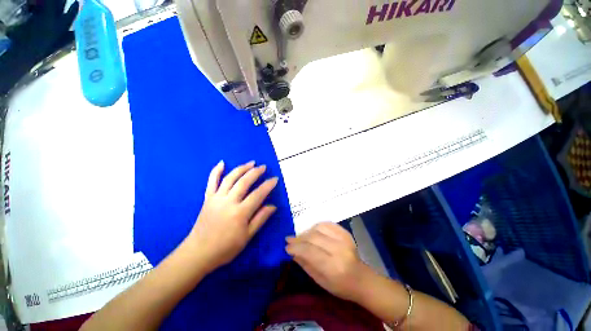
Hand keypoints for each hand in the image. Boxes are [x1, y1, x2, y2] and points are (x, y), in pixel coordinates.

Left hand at [185, 161, 278, 271]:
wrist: (199, 253)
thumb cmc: (226, 247)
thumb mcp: (247, 236)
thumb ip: (260, 219)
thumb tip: (273, 206)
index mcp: (240, 213)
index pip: (258, 194)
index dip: (268, 185)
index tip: (275, 179)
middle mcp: (228, 202)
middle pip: (244, 182)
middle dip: (255, 172)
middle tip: (264, 167)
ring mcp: (216, 198)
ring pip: (230, 178)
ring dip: (241, 168)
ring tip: (251, 162)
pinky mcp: (207, 198)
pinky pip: (211, 182)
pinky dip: (215, 171)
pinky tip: (222, 162)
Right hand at [285, 222, 372, 302]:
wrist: (362, 279)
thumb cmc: (340, 286)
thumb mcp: (320, 281)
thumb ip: (305, 264)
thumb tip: (292, 251)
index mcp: (333, 267)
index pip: (310, 251)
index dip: (296, 247)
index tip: (287, 246)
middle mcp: (339, 250)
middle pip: (313, 237)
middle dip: (299, 238)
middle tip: (290, 239)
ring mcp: (344, 239)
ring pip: (319, 228)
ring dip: (307, 231)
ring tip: (301, 237)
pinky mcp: (346, 233)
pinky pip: (327, 224)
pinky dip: (317, 226)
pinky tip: (312, 231)